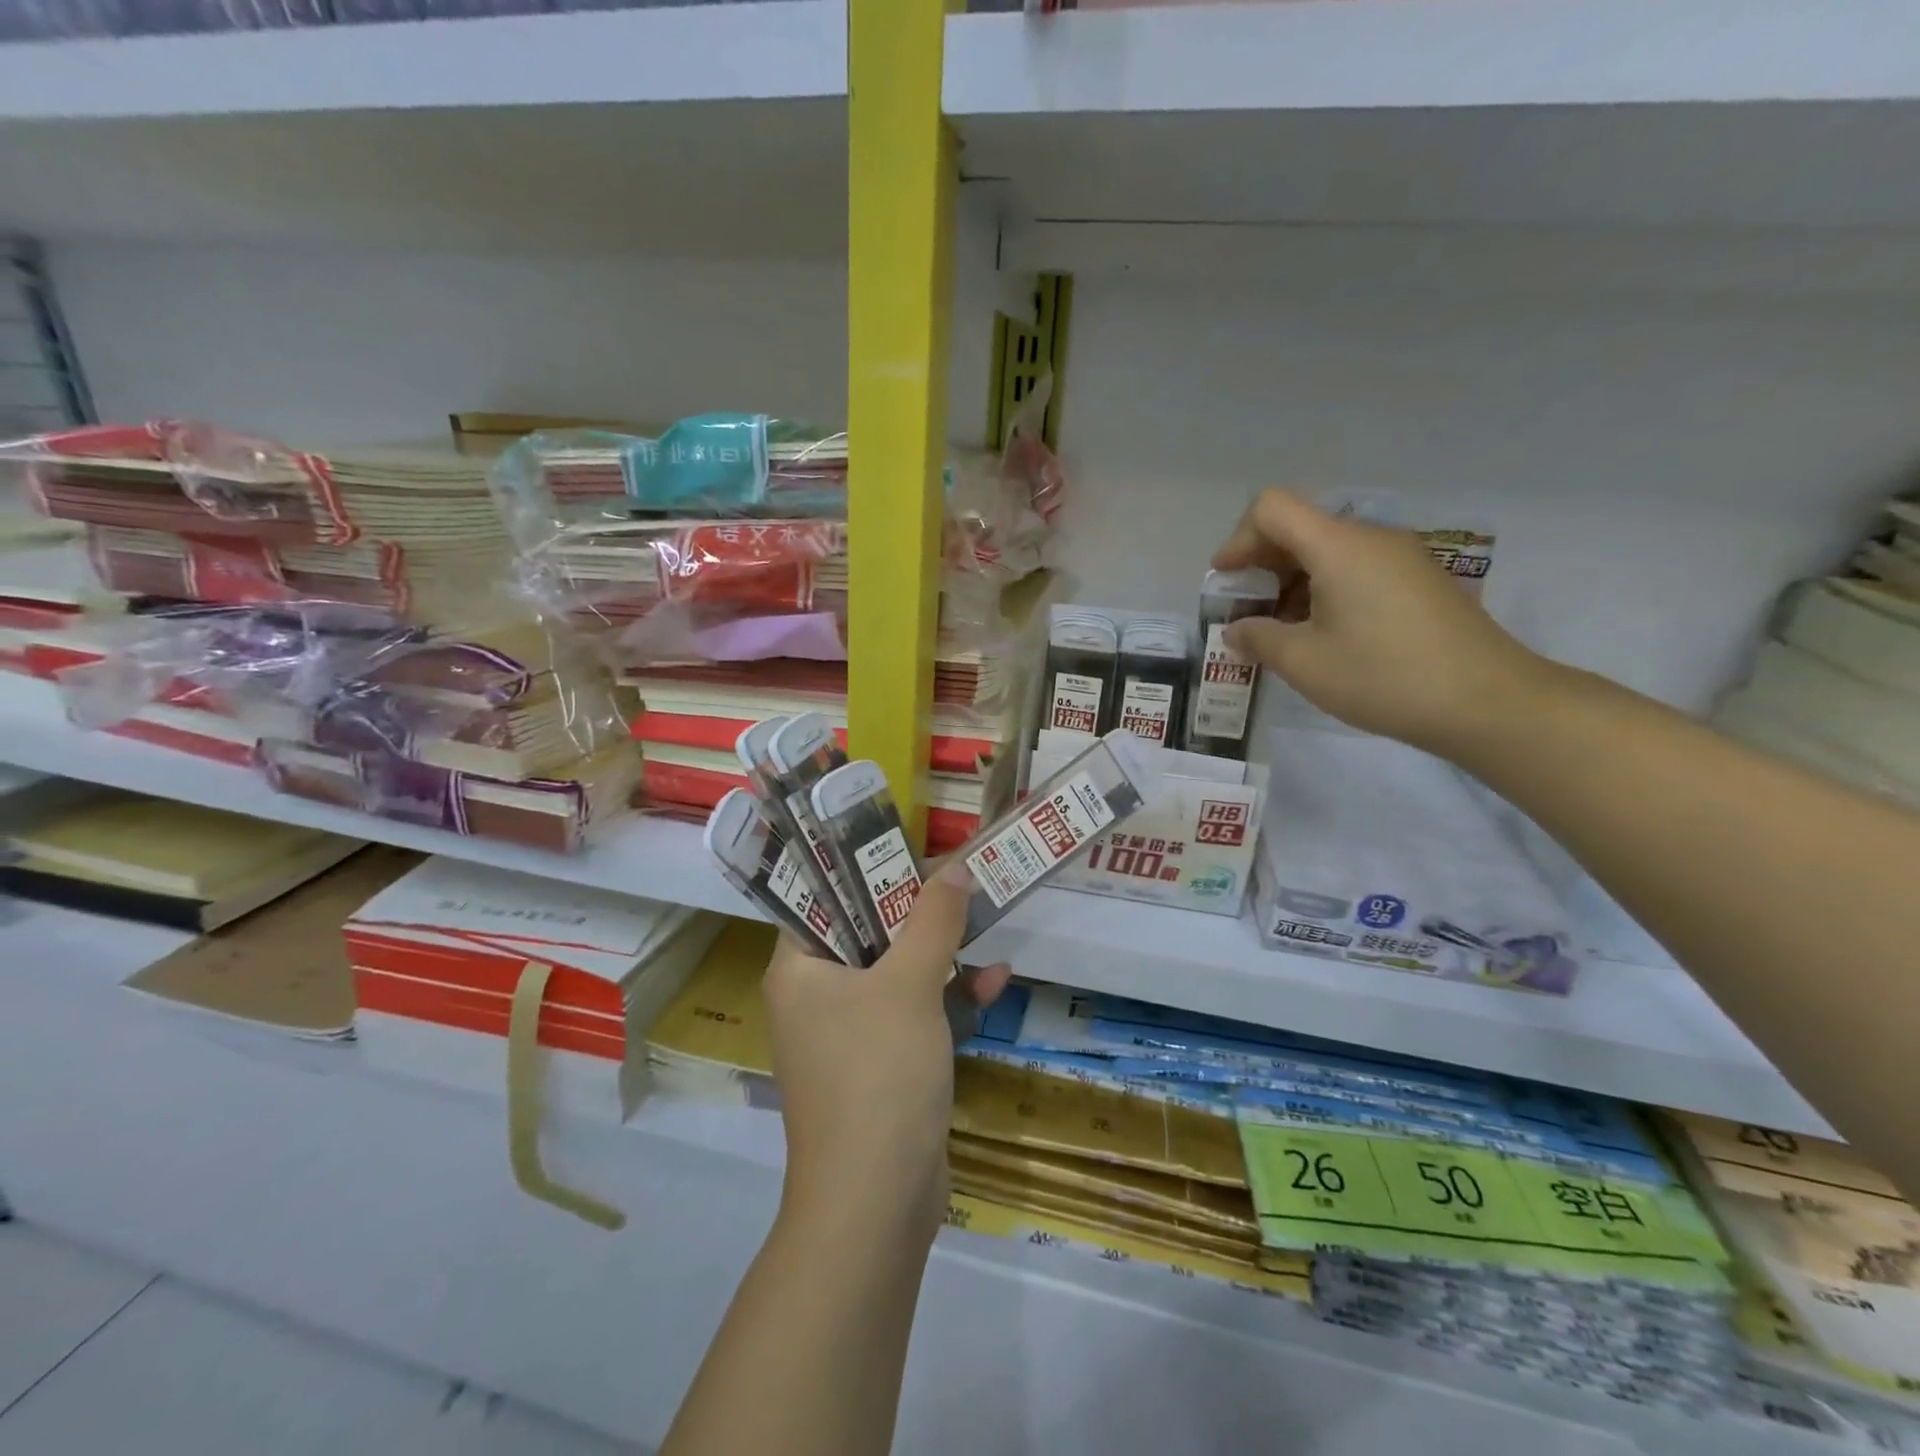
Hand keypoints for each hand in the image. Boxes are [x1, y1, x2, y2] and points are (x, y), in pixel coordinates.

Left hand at [762, 860, 1011, 1243]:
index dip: (866, 870)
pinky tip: (994, 983)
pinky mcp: (882, 1066)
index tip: (911, 850)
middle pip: (868, 932)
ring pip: (897, 973)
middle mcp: (816, 997)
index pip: (822, 899)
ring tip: (986, 922)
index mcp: (799, 970)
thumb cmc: (877, 1074)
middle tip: (959, 878)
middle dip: (919, 910)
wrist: (877, 1203)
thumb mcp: (909, 985)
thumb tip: (955, 866)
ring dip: (943, 953)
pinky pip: (914, 1014)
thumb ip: (932, 920)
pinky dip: (948, 999)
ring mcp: (849, 1035)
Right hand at [1213, 489, 1549, 755]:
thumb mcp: (1305, 663)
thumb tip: (1237, 630)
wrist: (1487, 701)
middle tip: (1247, 613)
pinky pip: (1356, 568)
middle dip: (1261, 565)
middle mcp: (1370, 538)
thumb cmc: (1384, 677)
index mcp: (1338, 546)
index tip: (1227, 581)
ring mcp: (1400, 557)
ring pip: (1328, 551)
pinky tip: (1323, 635)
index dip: (1238, 539)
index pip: (1271, 508)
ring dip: (1292, 582)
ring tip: (1282, 632)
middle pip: (1299, 527)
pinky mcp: (1418, 580)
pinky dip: (1325, 590)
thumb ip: (1258, 638)